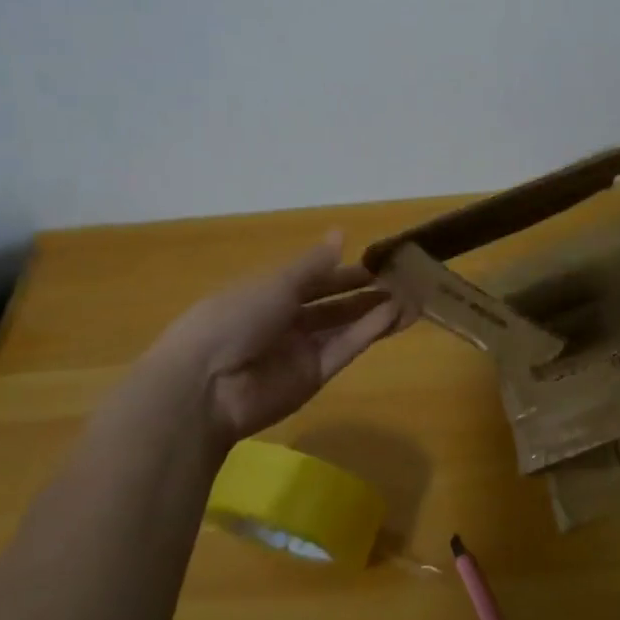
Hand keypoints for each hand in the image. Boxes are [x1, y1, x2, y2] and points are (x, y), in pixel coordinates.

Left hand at [144, 233, 407, 441]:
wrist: (206, 385)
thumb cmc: (235, 317)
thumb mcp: (276, 282)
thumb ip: (314, 264)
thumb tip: (341, 234)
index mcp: (269, 294)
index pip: (315, 280)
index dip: (345, 271)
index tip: (380, 263)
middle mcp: (287, 321)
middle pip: (334, 305)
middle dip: (366, 293)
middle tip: (405, 281)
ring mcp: (301, 351)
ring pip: (345, 327)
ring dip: (376, 312)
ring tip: (413, 299)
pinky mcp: (314, 376)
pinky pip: (345, 349)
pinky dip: (369, 332)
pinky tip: (395, 315)